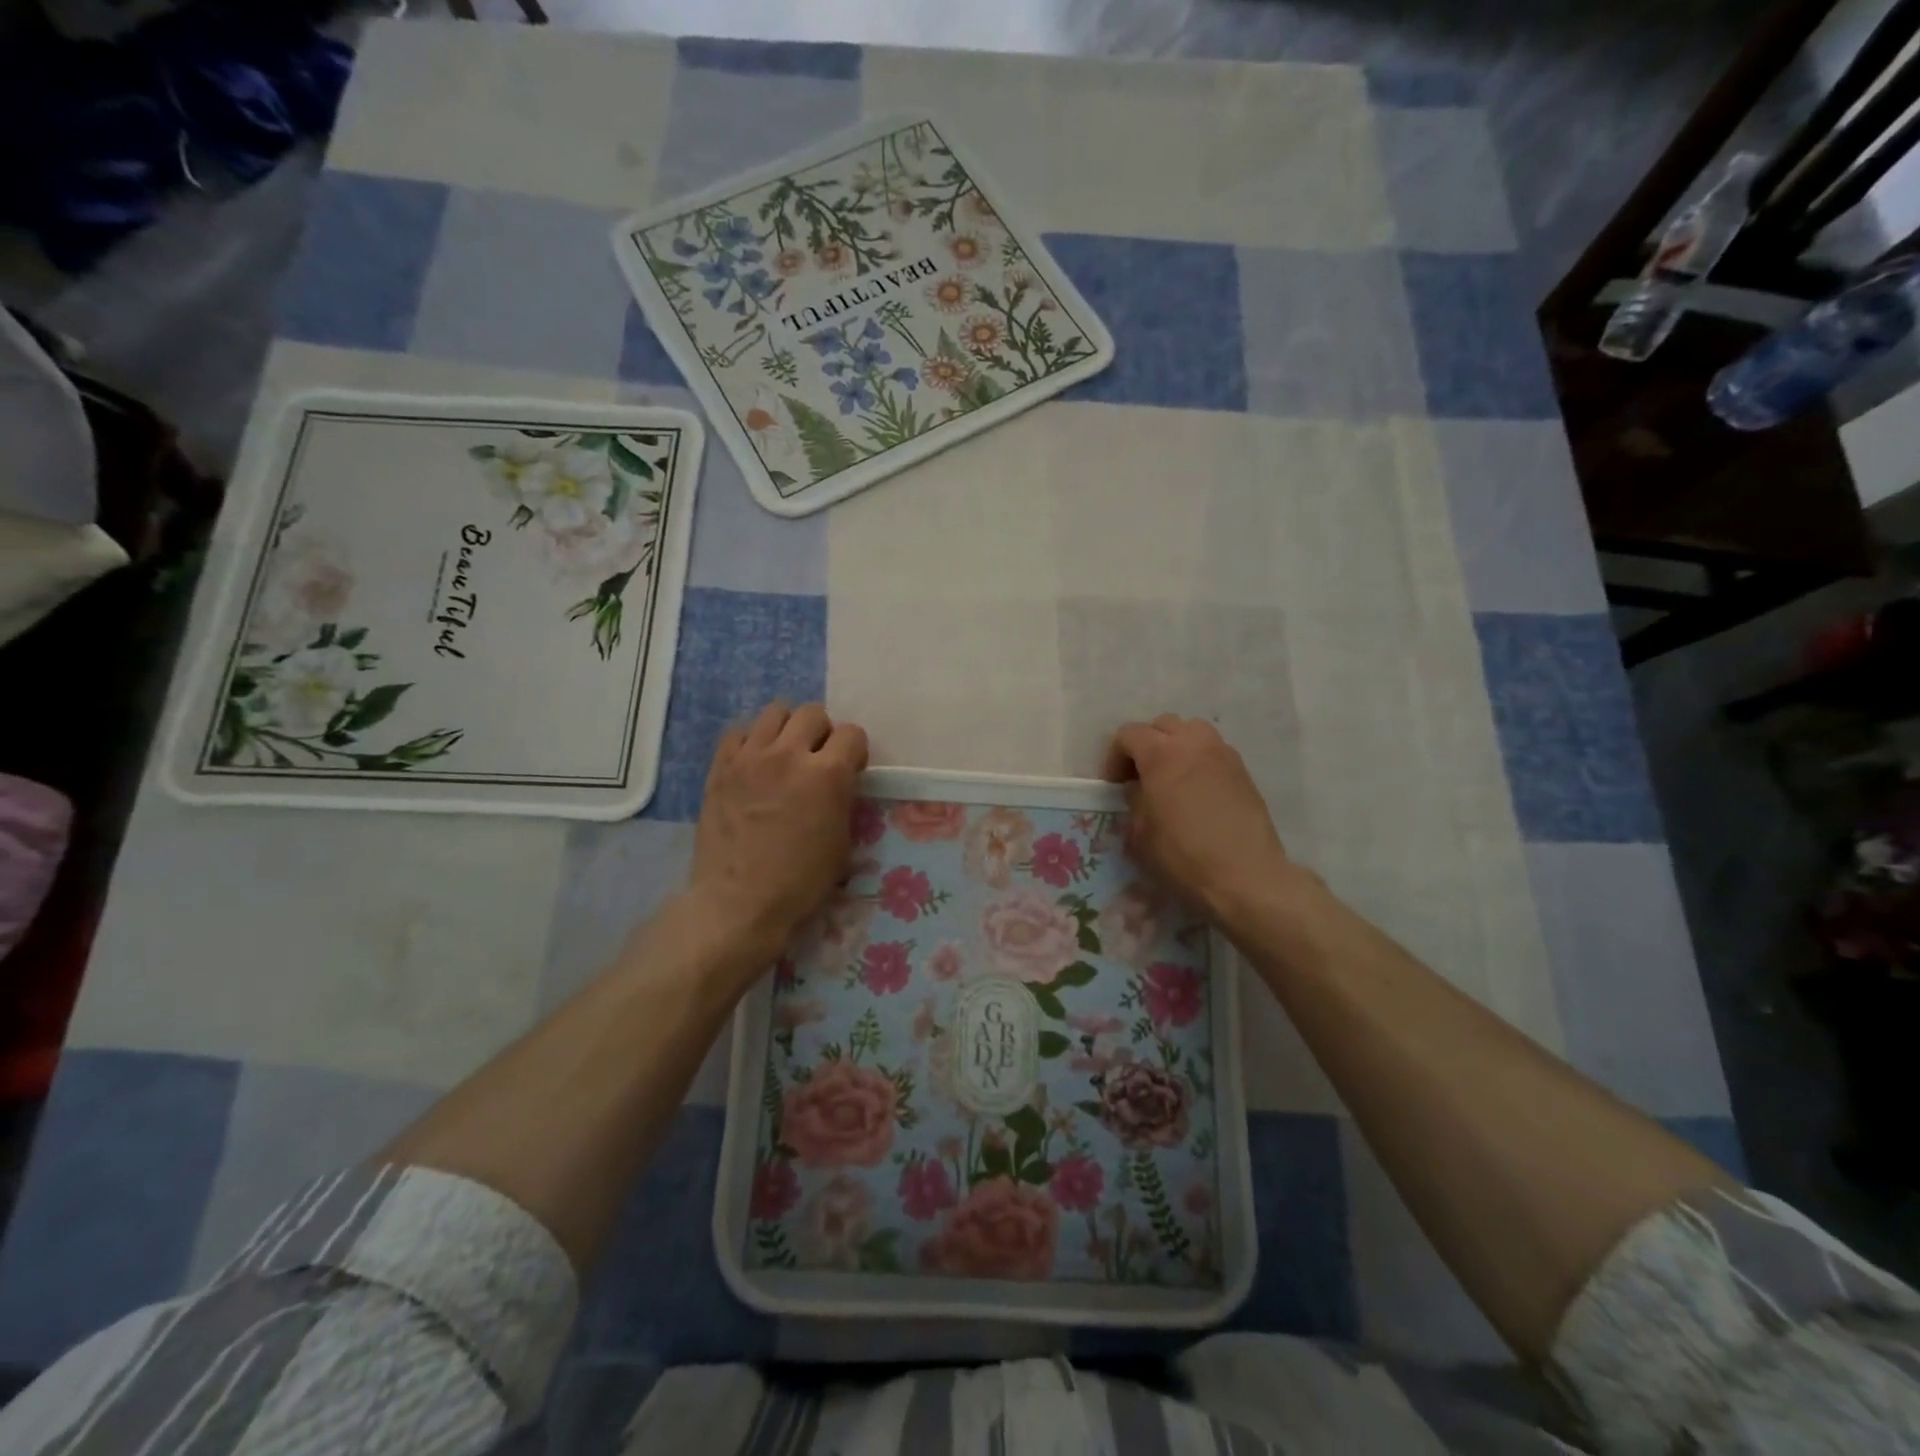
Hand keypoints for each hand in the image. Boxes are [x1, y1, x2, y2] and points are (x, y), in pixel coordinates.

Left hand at [687, 702, 868, 973]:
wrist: (739, 902)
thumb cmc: (800, 882)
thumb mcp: (841, 841)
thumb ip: (842, 798)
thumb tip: (839, 782)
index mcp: (827, 774)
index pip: (852, 733)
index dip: (855, 751)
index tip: (850, 770)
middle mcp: (789, 754)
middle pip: (813, 712)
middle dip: (822, 732)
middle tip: (816, 759)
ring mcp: (750, 757)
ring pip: (775, 711)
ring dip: (787, 729)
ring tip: (784, 754)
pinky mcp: (721, 766)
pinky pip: (739, 731)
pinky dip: (752, 740)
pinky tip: (754, 763)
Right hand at [1101, 715, 1293, 924]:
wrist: (1245, 876)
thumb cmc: (1183, 856)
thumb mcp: (1140, 834)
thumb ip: (1134, 802)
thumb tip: (1140, 792)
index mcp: (1161, 754)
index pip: (1128, 734)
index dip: (1114, 757)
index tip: (1114, 785)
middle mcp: (1193, 743)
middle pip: (1162, 725)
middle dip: (1145, 745)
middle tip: (1140, 776)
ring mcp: (1222, 754)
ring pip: (1192, 731)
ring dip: (1175, 746)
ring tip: (1170, 776)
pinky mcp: (1242, 771)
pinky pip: (1213, 750)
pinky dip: (1198, 759)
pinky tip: (1196, 790)